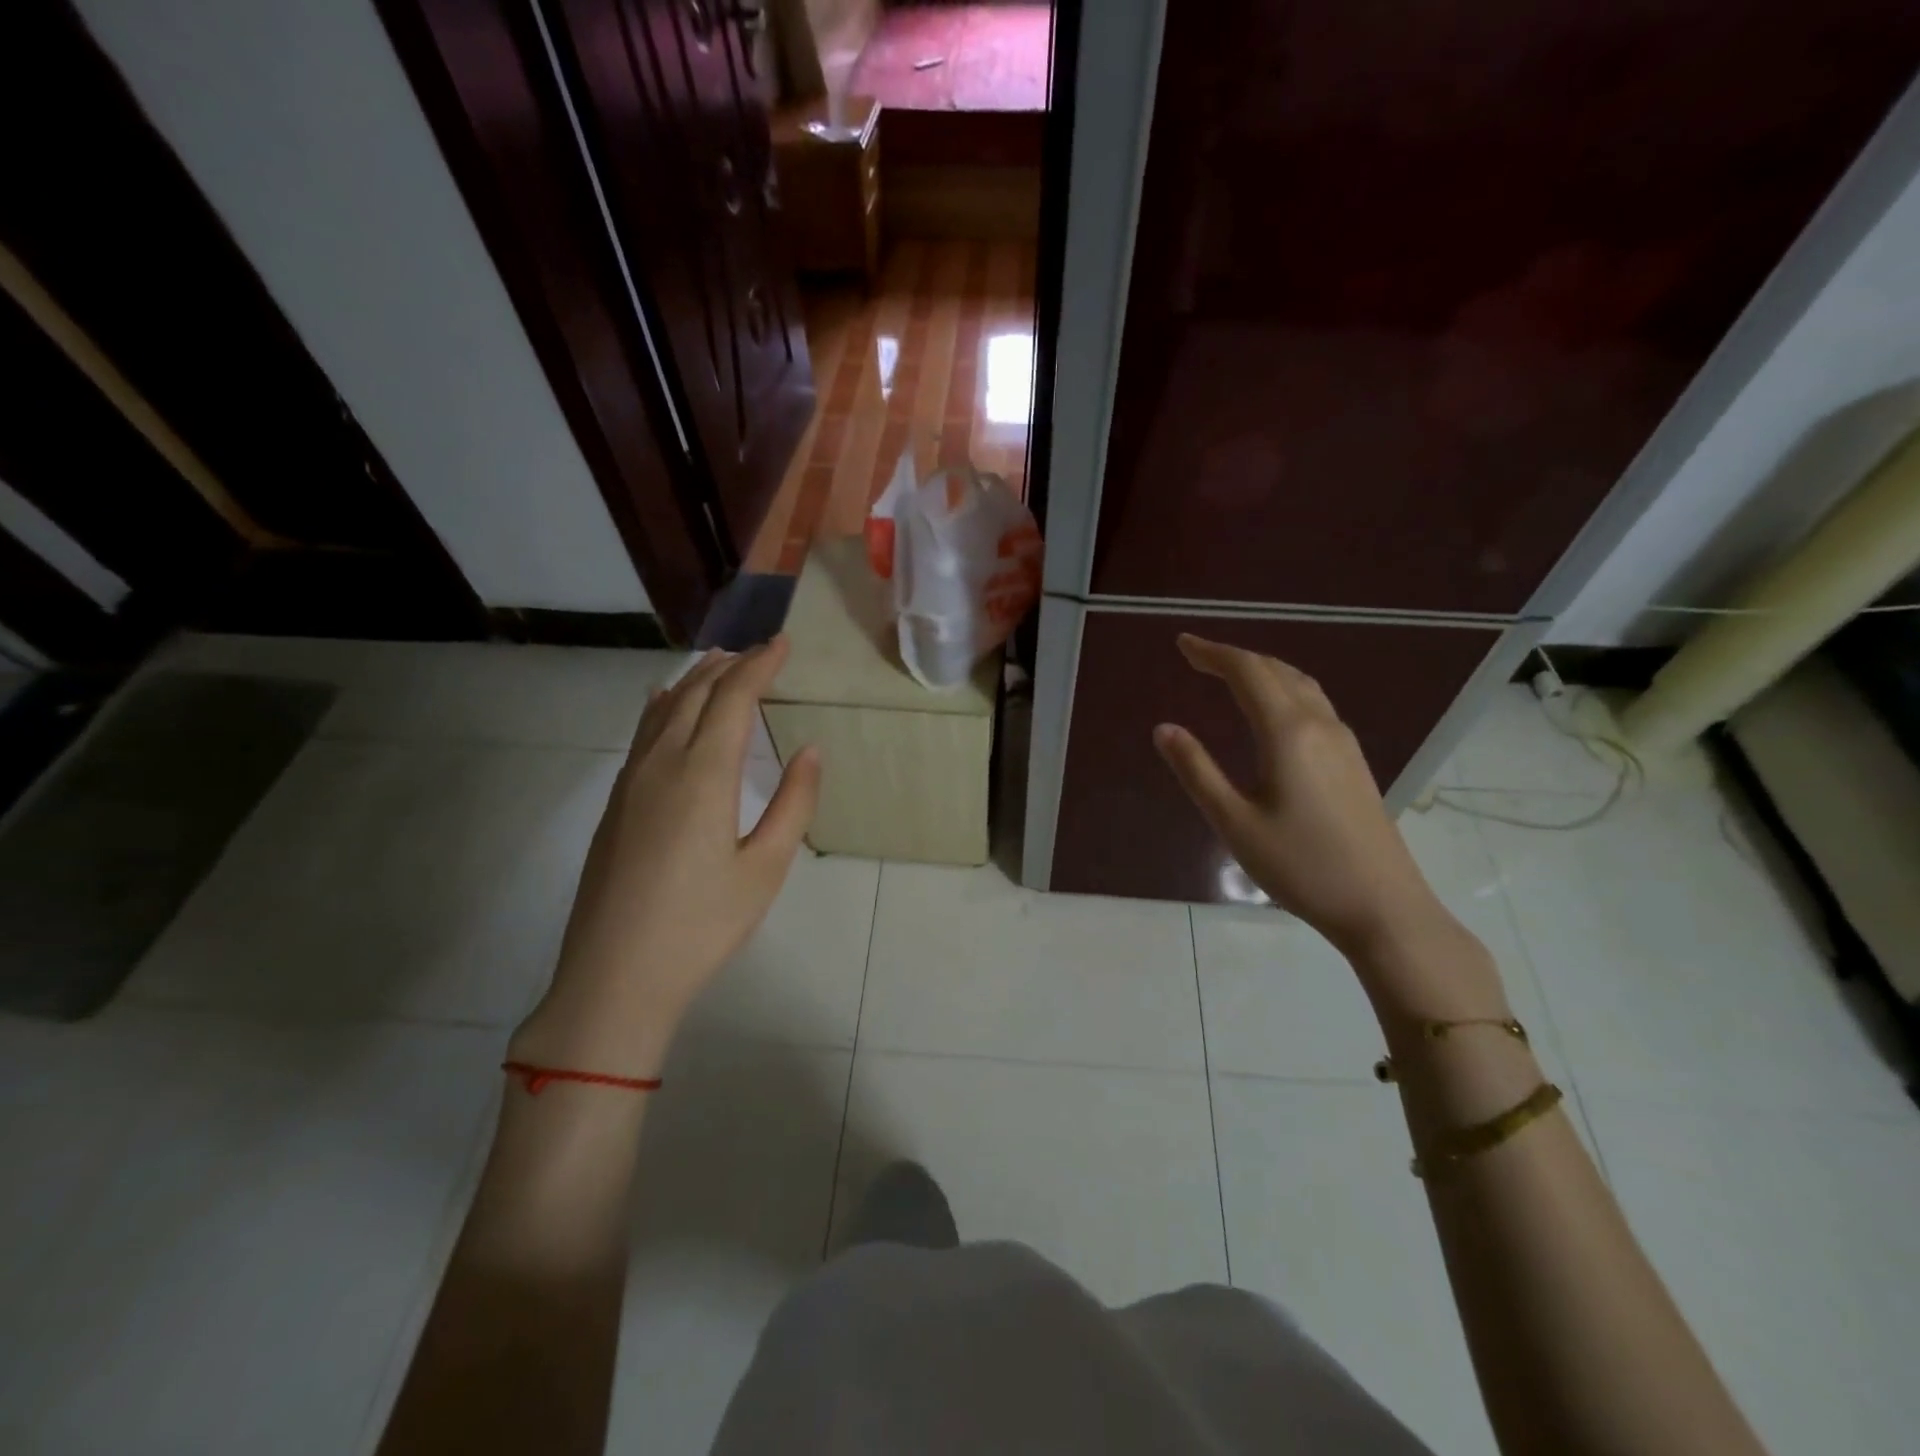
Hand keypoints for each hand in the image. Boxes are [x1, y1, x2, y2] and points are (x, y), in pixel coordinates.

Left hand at [509, 640, 820, 1078]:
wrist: (614, 976)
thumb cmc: (702, 925)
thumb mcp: (765, 869)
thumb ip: (793, 804)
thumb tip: (810, 750)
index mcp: (703, 775)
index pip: (733, 698)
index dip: (760, 665)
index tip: (783, 643)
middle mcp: (661, 764)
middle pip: (696, 694)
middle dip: (730, 666)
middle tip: (760, 650)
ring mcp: (630, 782)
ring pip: (664, 710)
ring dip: (695, 680)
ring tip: (719, 662)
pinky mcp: (615, 803)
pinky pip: (643, 733)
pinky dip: (664, 706)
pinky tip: (666, 703)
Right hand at [1152, 634, 1449, 959]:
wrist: (1383, 906)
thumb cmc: (1301, 866)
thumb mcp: (1235, 822)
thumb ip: (1197, 771)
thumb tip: (1164, 728)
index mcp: (1288, 732)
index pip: (1247, 672)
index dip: (1213, 653)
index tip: (1182, 644)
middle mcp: (1320, 725)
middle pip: (1276, 670)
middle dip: (1234, 657)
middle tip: (1196, 657)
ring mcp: (1343, 742)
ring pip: (1300, 684)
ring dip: (1263, 670)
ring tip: (1230, 675)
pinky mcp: (1354, 761)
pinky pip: (1315, 704)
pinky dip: (1284, 689)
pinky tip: (1273, 711)